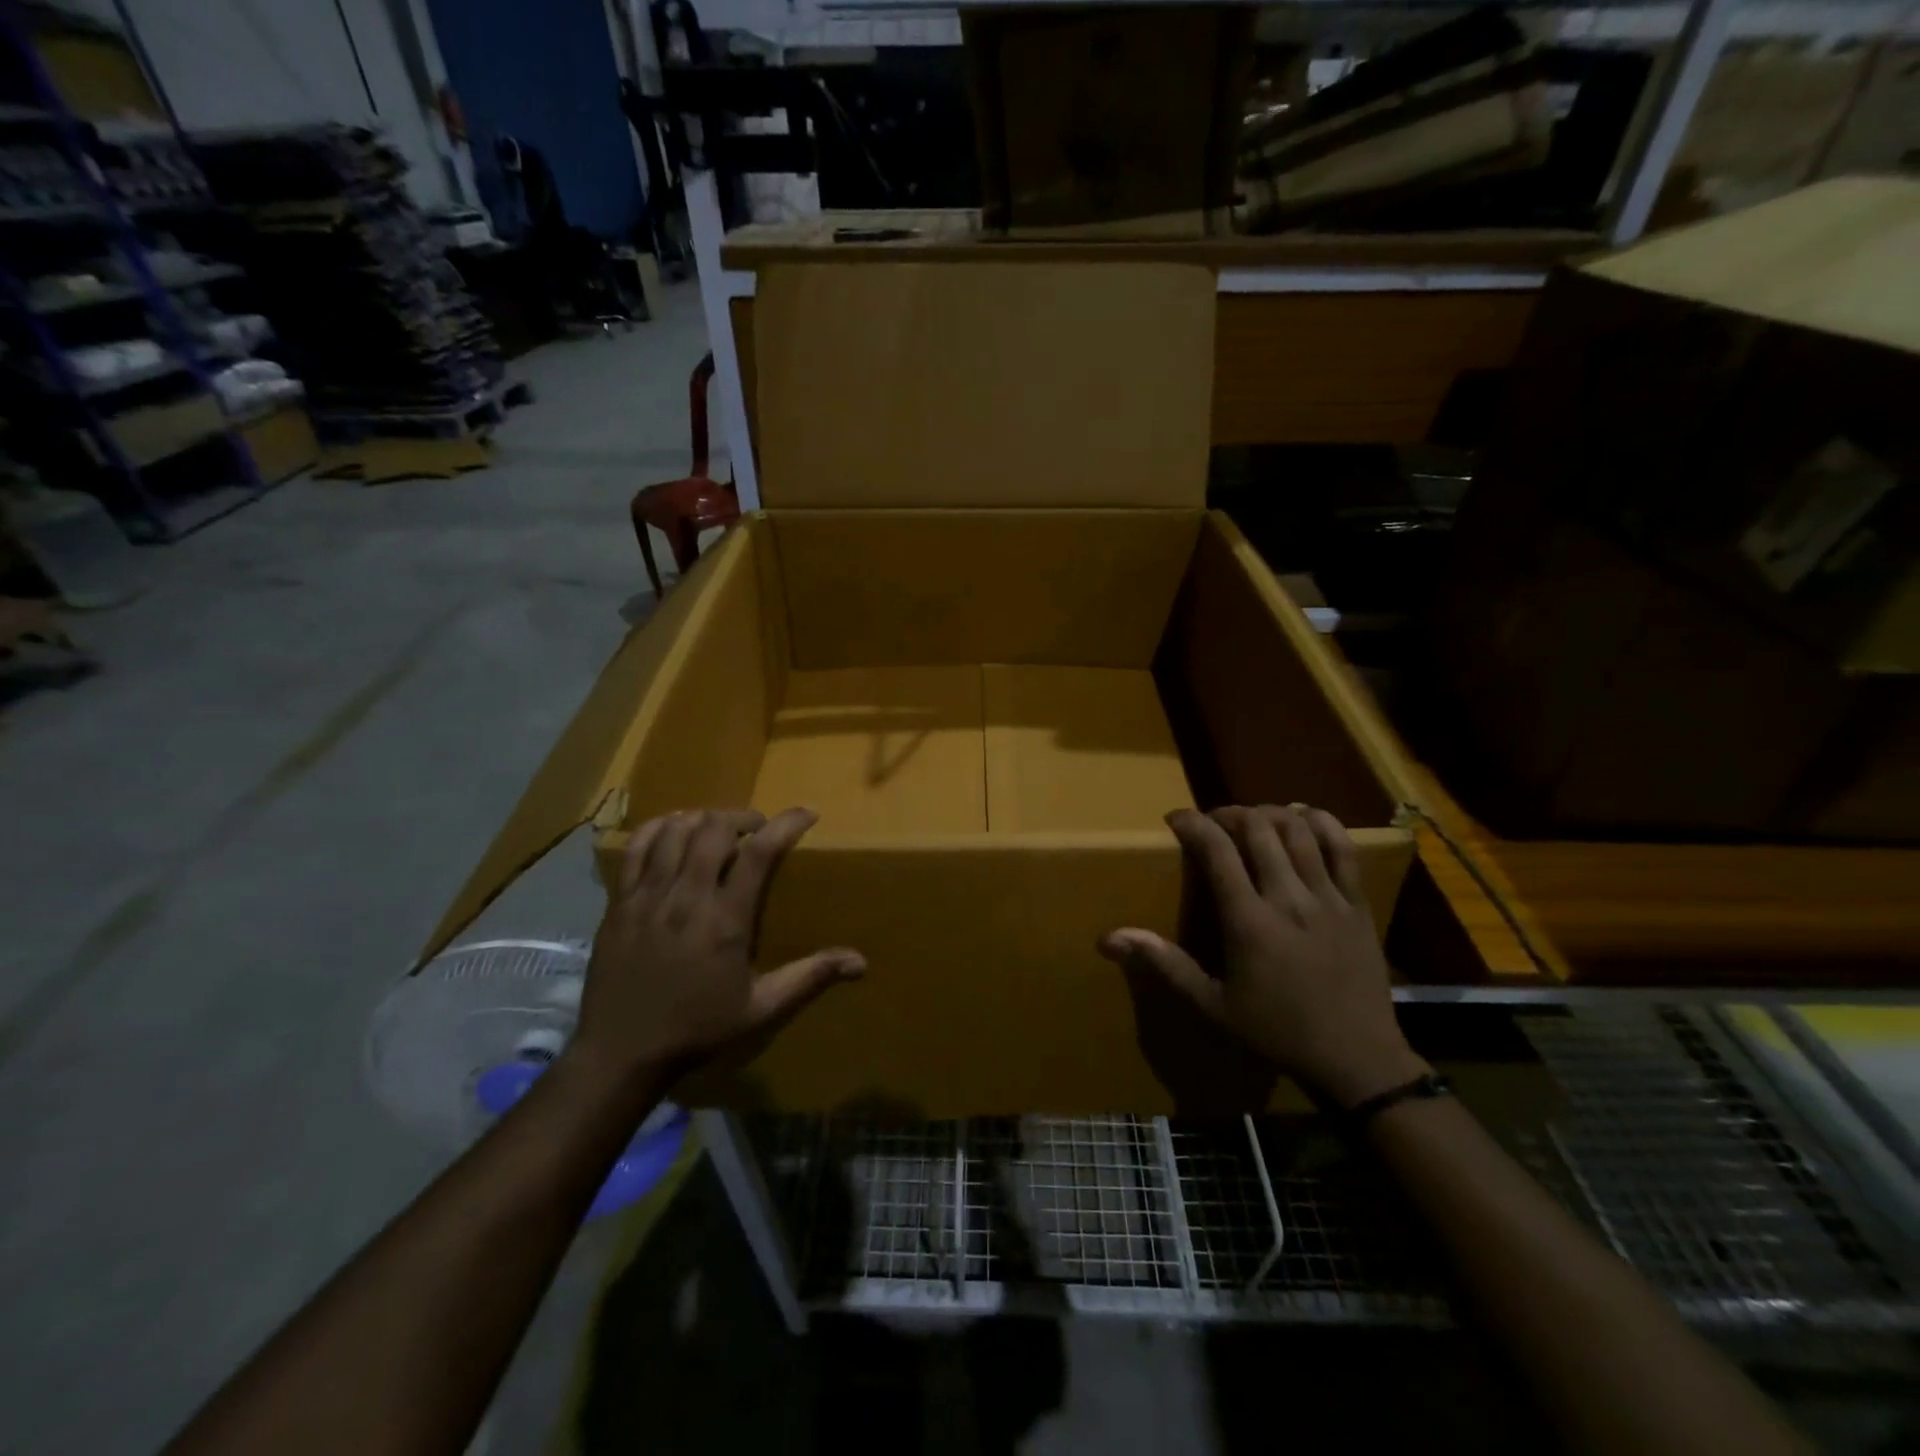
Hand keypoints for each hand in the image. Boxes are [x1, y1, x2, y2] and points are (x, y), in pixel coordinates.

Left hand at [569, 807, 864, 1085]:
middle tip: (757, 829)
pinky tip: (672, 832)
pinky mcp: (619, 902)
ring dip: (703, 819)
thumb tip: (861, 963)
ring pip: (675, 830)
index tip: (807, 814)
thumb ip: (809, 978)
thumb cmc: (698, 1029)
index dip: (787, 823)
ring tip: (718, 829)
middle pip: (715, 827)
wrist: (622, 1052)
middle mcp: (686, 897)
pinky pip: (635, 847)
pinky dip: (657, 829)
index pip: (759, 852)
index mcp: (725, 920)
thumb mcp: (761, 1010)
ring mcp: (648, 896)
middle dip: (743, 816)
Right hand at [1098, 804, 1425, 1107]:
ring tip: (1253, 820)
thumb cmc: (1276, 1032)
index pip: (1216, 850)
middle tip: (1213, 822)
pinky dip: (1322, 824)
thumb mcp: (1212, 1006)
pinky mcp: (1358, 904)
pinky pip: (1344, 849)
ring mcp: (1328, 898)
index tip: (1176, 818)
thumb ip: (1165, 964)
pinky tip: (1305, 819)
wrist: (1356, 1060)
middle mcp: (1288, 898)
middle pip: (1258, 828)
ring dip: (1269, 813)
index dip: (1193, 823)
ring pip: (1298, 831)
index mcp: (1249, 921)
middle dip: (1229, 814)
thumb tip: (1110, 938)